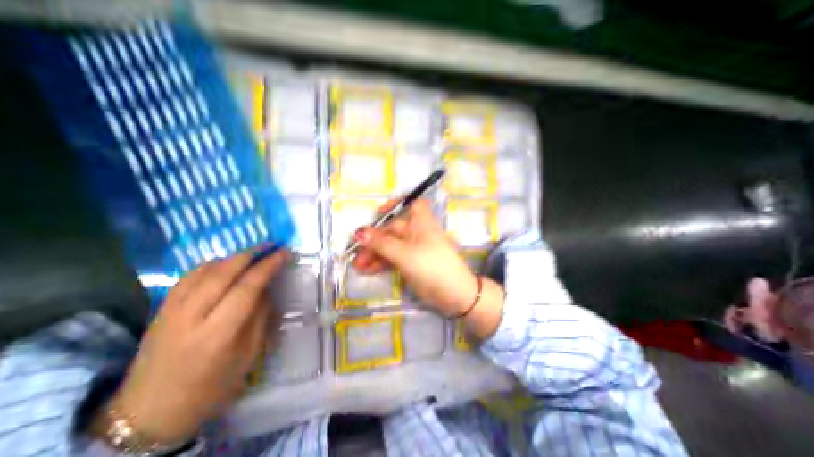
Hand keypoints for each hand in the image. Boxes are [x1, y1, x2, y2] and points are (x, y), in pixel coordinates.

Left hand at [93, 249, 290, 443]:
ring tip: (254, 252)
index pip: (248, 287)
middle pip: (224, 272)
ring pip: (205, 270)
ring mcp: (170, 311)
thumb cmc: (211, 388)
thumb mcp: (248, 355)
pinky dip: (212, 264)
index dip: (268, 266)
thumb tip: (267, 287)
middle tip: (272, 245)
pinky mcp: (160, 310)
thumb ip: (260, 317)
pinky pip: (188, 276)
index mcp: (218, 334)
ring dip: (234, 256)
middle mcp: (191, 317)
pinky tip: (226, 263)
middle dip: (252, 253)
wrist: (147, 414)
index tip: (285, 253)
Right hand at [356, 198, 506, 336]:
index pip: (411, 203)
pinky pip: (394, 258)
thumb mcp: (404, 254)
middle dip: (374, 241)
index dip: (396, 205)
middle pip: (393, 230)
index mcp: (421, 222)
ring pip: (391, 246)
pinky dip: (382, 263)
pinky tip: (368, 270)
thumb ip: (381, 243)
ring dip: (375, 254)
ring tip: (358, 266)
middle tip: (357, 255)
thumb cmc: (431, 266)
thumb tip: (359, 232)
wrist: (454, 294)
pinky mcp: (412, 262)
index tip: (378, 214)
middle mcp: (417, 232)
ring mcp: (415, 248)